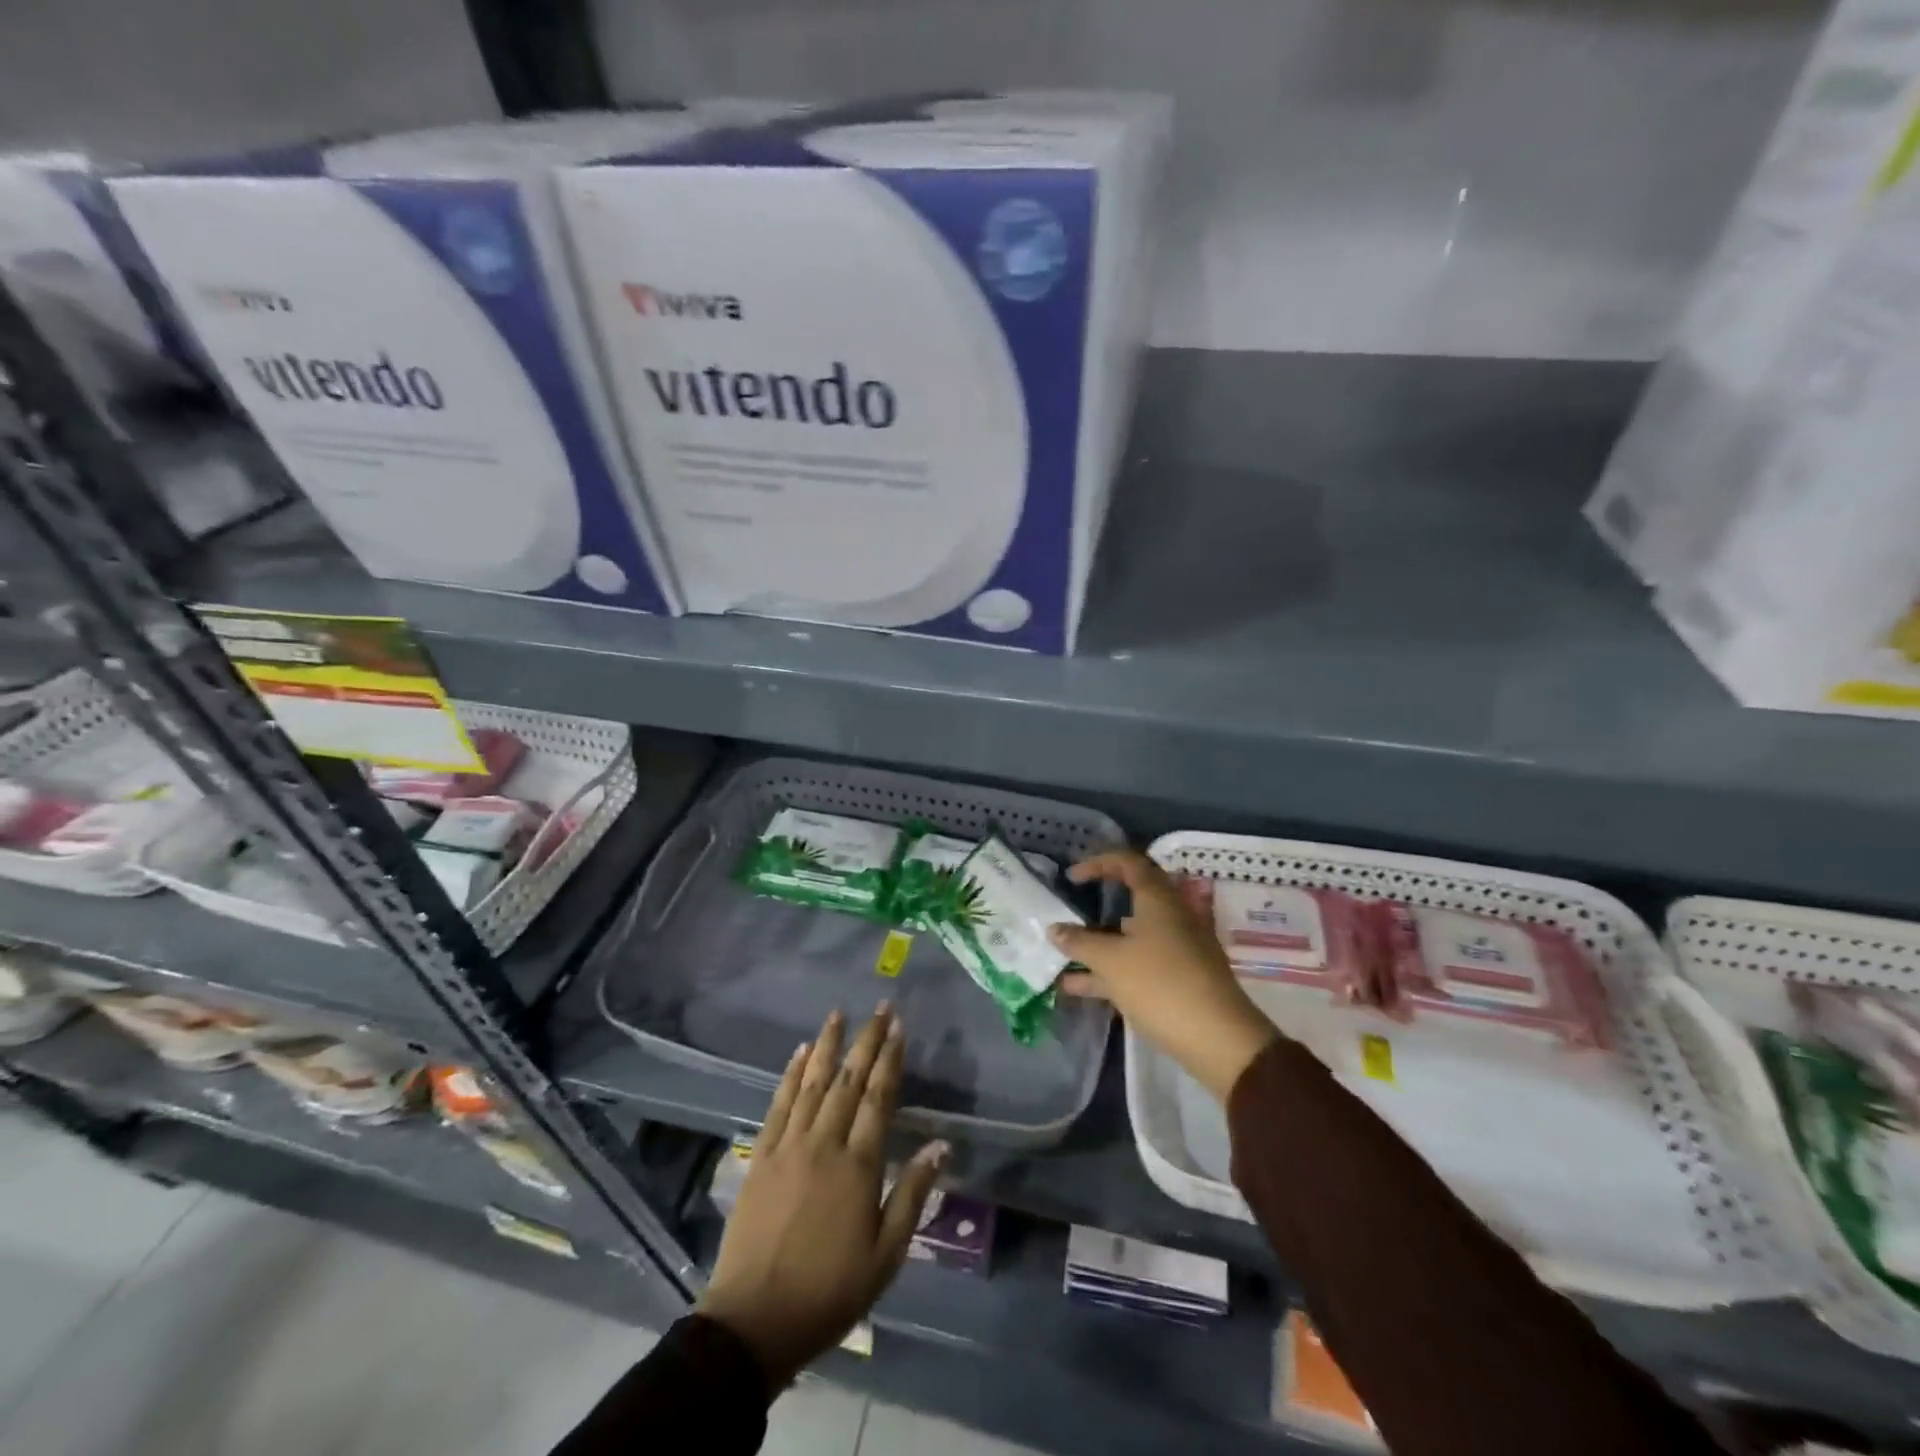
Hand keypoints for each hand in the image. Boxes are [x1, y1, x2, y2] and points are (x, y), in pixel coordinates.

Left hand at [698, 1006, 946, 1388]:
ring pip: (812, 1083)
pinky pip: (778, 1104)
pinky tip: (799, 1052)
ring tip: (838, 1014)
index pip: (879, 1098)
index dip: (890, 1060)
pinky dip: (790, 1075)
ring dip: (828, 1046)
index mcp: (858, 1165)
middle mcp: (824, 1143)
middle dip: (867, 1041)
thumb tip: (940, 1144)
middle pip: (849, 1081)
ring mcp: (789, 1146)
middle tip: (880, 1007)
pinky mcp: (761, 1156)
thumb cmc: (829, 1291)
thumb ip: (912, 1194)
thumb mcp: (886, 1255)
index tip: (899, 1027)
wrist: (754, 1321)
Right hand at [1051, 850, 1279, 1101]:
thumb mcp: (1111, 961)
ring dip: (1098, 944)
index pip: (1129, 863)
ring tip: (1062, 956)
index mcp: (1159, 900)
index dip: (1099, 863)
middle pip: (1132, 900)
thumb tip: (1054, 929)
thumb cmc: (1161, 985)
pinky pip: (1138, 964)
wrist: (1219, 1040)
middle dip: (1098, 905)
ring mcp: (1178, 949)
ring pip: (1132, 937)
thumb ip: (1080, 943)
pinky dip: (1110, 971)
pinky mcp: (1179, 979)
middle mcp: (1171, 918)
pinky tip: (1078, 988)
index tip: (1072, 877)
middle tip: (1071, 911)